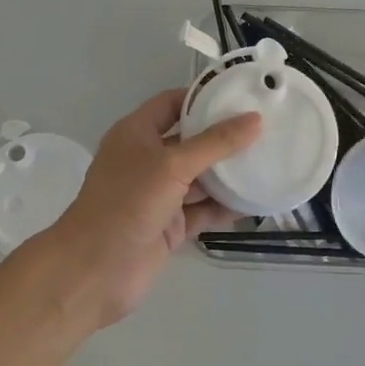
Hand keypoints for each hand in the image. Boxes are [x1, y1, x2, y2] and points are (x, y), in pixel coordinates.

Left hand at [12, 89, 261, 330]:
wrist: (95, 270)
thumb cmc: (127, 203)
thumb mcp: (172, 165)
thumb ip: (215, 143)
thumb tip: (255, 119)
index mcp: (136, 134)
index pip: (172, 104)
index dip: (202, 98)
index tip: (240, 95)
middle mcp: (147, 160)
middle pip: (191, 141)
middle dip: (223, 137)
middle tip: (265, 128)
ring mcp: (158, 195)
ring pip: (200, 178)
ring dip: (228, 174)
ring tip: (269, 161)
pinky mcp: (170, 226)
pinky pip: (203, 211)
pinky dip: (225, 207)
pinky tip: (256, 201)